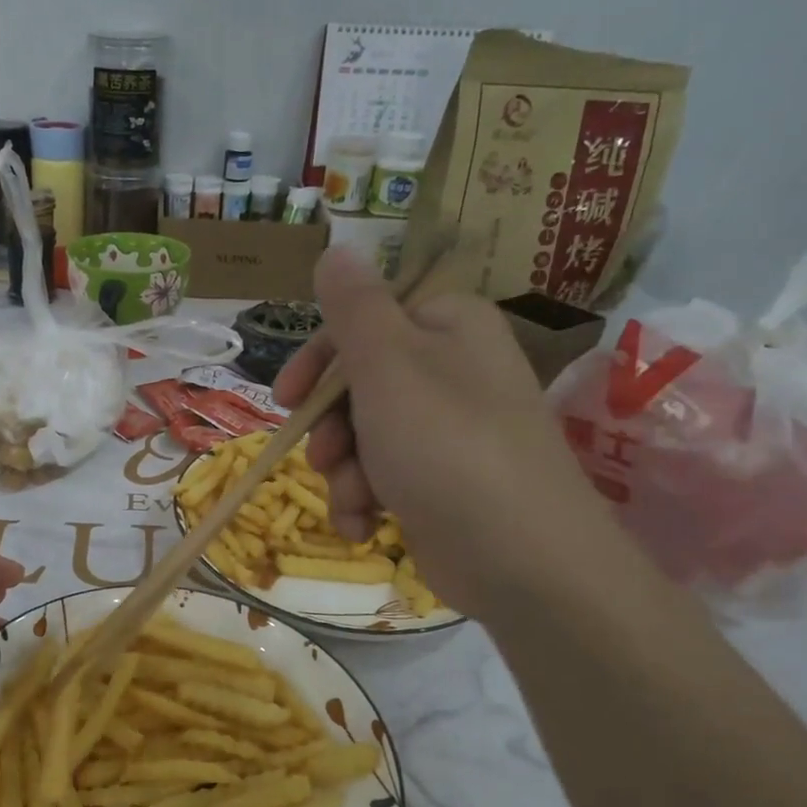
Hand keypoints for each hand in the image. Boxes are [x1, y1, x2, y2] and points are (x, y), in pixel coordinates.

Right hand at [274, 248, 628, 619]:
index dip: (318, 360)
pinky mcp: (441, 483)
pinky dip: (364, 501)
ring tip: (355, 500)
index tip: (286, 397)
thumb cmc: (445, 445)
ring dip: (343, 472)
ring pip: (363, 437)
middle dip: (330, 428)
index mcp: (446, 326)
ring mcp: (447, 431)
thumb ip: (353, 306)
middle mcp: (450, 371)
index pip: (363, 322)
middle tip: (322, 455)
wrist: (520, 558)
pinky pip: (382, 477)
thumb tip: (336, 248)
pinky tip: (364, 526)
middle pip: (357, 384)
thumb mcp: (387, 364)